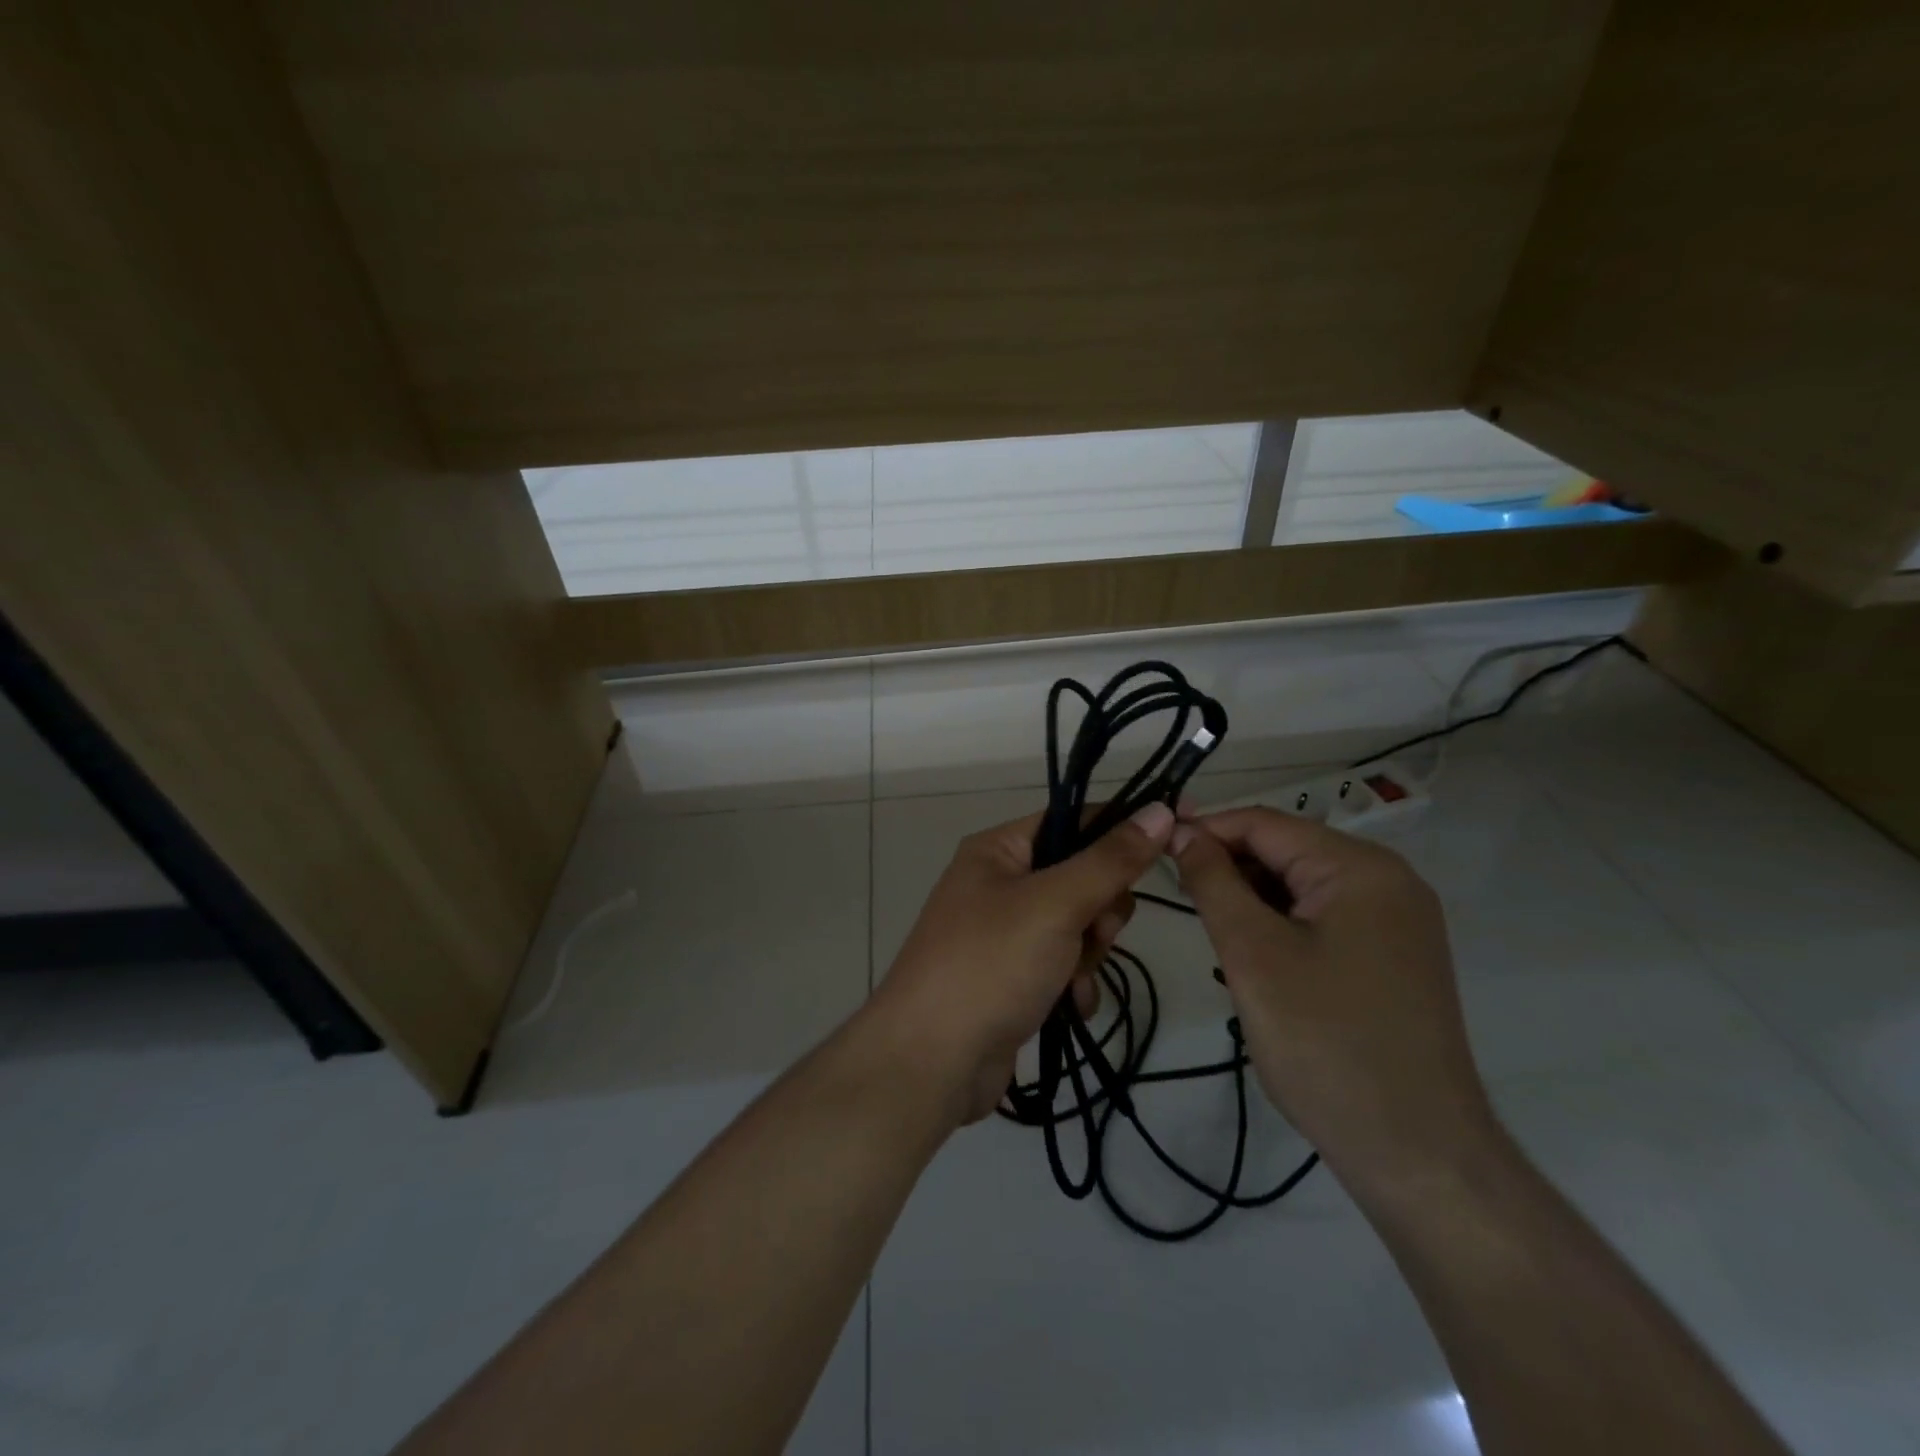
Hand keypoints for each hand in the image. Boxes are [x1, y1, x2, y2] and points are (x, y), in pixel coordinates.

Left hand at [867, 802, 1175, 1125]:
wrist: (932, 1062)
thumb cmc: (991, 965)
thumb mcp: (1055, 904)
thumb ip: (1111, 860)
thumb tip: (1160, 810)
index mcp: (997, 850)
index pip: (1072, 819)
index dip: (1119, 831)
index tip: (1168, 848)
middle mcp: (998, 883)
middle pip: (1080, 876)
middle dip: (1098, 910)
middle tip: (1094, 932)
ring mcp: (1003, 933)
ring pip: (1077, 924)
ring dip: (1088, 953)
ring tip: (1073, 979)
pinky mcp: (1011, 976)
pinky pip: (1062, 964)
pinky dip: (1074, 984)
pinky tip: (1071, 1007)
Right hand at [1170, 808, 1494, 1192]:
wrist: (1418, 1154)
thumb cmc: (1325, 1043)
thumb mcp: (1252, 954)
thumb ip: (1213, 882)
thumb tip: (1183, 831)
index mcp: (1360, 868)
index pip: (1265, 824)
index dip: (1205, 829)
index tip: (1152, 846)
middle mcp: (1389, 882)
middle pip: (1287, 852)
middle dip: (1229, 869)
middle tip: (1177, 898)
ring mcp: (1398, 922)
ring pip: (1302, 888)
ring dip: (1252, 901)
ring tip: (1213, 936)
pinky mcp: (1395, 958)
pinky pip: (1324, 920)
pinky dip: (1281, 927)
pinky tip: (1254, 959)